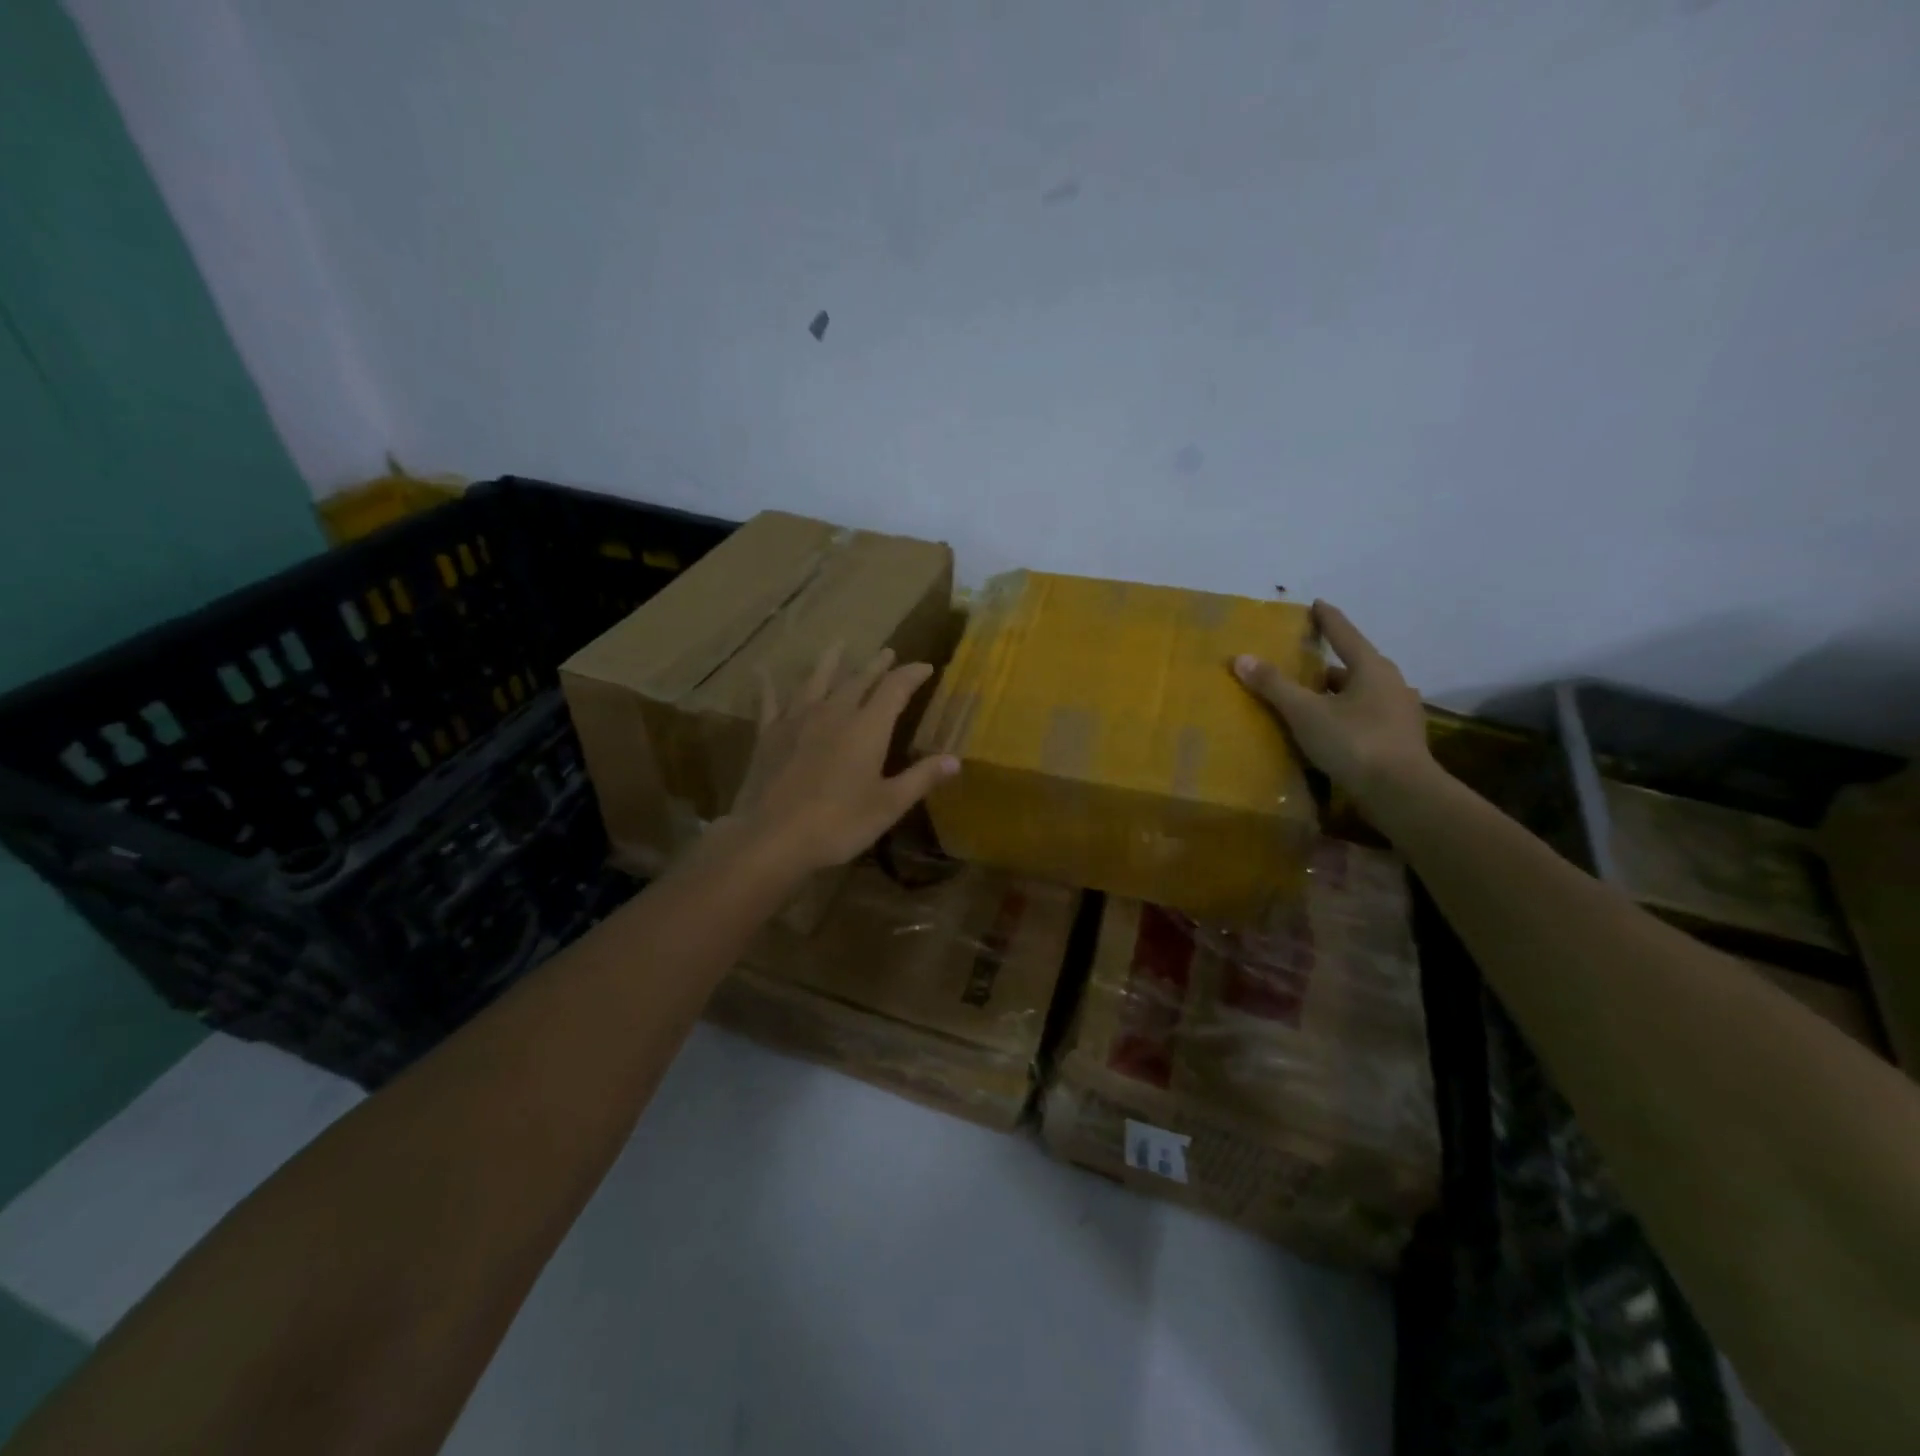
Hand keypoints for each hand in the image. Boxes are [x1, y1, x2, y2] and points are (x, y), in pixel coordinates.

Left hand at [729, 644, 959, 872]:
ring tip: (839, 644)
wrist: (772, 837)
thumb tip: (955, 760)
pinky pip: (770, 701)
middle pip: (858, 680)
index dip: (911, 675)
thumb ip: (921, 778)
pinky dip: (769, 684)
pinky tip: (762, 671)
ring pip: (817, 681)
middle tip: (887, 652)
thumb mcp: (888, 805)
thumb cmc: (838, 824)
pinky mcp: (769, 734)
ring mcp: (797, 720)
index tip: (925, 667)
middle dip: (876, 665)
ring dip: (831, 661)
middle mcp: (834, 713)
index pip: (895, 689)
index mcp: (867, 728)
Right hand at [1232, 601, 1435, 814]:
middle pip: (1356, 666)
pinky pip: (1368, 718)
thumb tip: (1241, 657)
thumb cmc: (1353, 742)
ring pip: (1363, 694)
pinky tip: (1333, 731)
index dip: (1328, 619)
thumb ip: (1274, 685)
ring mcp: (1400, 714)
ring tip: (1315, 701)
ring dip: (1340, 694)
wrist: (1401, 793)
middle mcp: (1392, 684)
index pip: (1345, 634)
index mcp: (1372, 668)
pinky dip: (1348, 717)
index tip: (1317, 604)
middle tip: (1306, 664)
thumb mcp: (1305, 712)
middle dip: (1331, 664)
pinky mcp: (1401, 741)